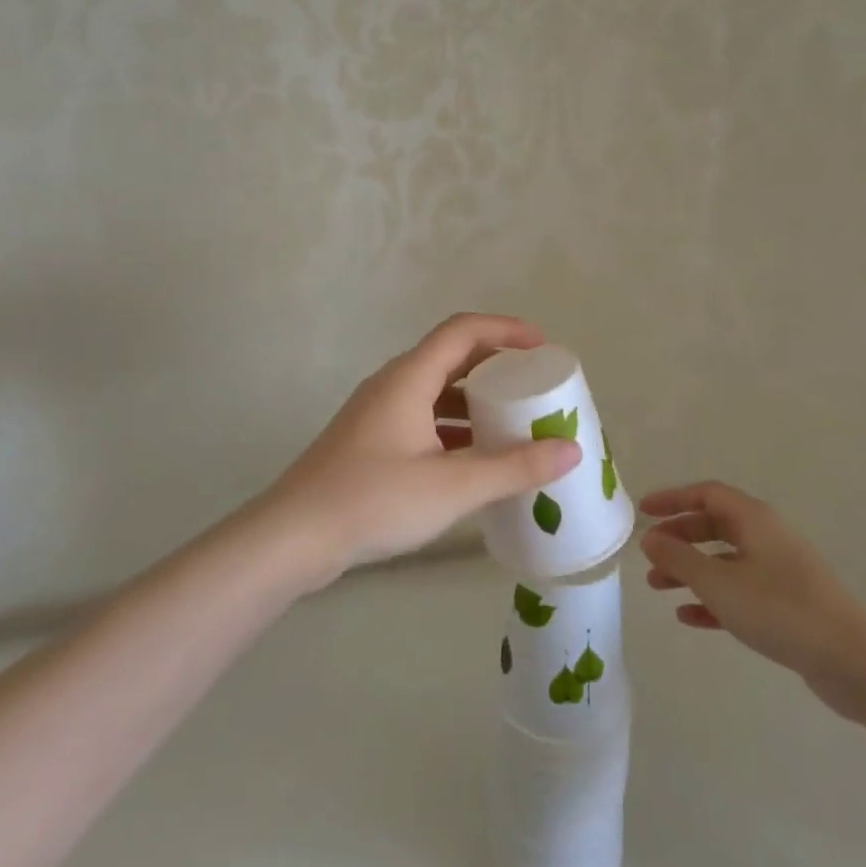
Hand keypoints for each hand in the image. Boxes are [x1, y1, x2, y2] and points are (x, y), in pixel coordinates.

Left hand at [260, 313, 580, 583]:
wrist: (293, 537)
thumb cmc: (374, 499)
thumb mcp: (452, 487)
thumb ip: (514, 467)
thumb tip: (571, 450)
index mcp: (410, 377)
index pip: (463, 331)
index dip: (505, 330)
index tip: (542, 346)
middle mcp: (392, 385)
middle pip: (450, 357)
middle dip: (495, 366)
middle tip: (534, 385)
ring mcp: (377, 413)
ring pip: (435, 391)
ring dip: (474, 400)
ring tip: (513, 423)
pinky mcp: (370, 442)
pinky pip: (422, 418)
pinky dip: (454, 427)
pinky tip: (474, 459)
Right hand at [641, 481, 865, 720]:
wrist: (850, 661)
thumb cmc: (779, 610)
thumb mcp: (718, 583)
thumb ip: (679, 558)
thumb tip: (650, 537)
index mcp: (754, 519)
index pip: (707, 494)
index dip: (673, 498)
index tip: (644, 511)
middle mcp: (767, 536)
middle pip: (714, 525)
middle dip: (678, 537)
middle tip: (649, 554)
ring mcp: (779, 570)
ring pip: (724, 560)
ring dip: (690, 570)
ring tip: (658, 588)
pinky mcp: (786, 603)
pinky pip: (739, 591)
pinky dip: (712, 598)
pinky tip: (688, 617)